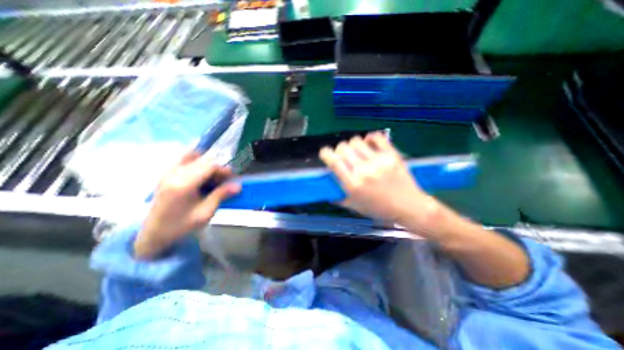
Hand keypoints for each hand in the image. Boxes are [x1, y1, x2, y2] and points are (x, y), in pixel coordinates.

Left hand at [136, 151, 239, 257]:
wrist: (153, 233)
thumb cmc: (181, 226)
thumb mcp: (205, 213)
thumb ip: (221, 196)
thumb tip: (238, 186)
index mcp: (183, 184)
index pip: (209, 166)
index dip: (223, 170)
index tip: (232, 179)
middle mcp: (174, 174)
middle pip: (202, 161)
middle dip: (217, 169)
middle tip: (224, 181)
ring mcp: (168, 172)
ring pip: (194, 158)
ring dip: (207, 165)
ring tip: (213, 179)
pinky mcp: (166, 174)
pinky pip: (184, 160)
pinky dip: (197, 164)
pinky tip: (201, 177)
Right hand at [319, 132, 434, 226]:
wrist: (409, 207)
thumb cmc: (380, 209)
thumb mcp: (356, 207)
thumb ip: (339, 198)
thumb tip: (327, 192)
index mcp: (353, 184)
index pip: (334, 162)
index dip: (325, 153)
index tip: (325, 152)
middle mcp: (363, 171)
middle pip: (343, 148)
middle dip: (339, 149)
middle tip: (343, 154)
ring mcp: (378, 161)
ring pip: (357, 141)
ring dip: (352, 144)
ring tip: (356, 150)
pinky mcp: (391, 155)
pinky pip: (377, 137)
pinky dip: (370, 137)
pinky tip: (369, 142)